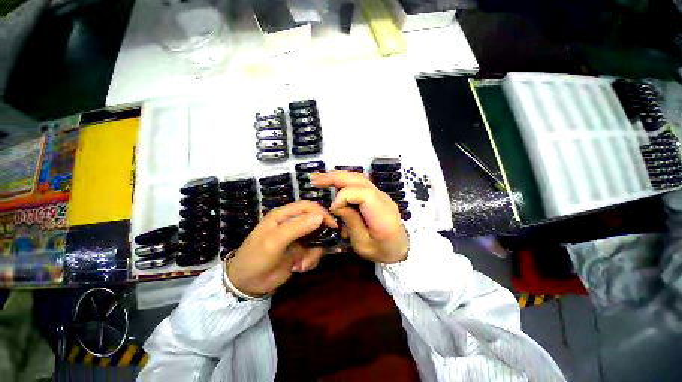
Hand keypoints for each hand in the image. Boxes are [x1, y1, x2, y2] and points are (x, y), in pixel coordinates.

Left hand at [226, 201, 336, 296]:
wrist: (247, 285)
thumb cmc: (256, 258)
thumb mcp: (274, 242)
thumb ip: (296, 227)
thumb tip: (320, 217)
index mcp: (283, 215)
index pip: (307, 207)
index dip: (321, 212)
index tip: (332, 225)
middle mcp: (292, 223)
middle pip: (315, 221)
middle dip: (321, 235)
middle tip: (324, 245)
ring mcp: (297, 237)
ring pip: (317, 238)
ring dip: (314, 252)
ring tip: (302, 264)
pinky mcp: (300, 250)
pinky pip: (314, 251)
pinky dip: (311, 260)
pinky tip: (299, 268)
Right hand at [311, 171, 407, 263]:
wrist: (401, 247)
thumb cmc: (382, 251)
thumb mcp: (363, 245)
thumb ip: (351, 223)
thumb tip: (336, 205)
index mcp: (382, 214)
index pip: (362, 194)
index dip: (344, 197)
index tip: (333, 209)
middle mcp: (383, 199)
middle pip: (359, 180)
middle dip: (335, 177)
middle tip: (315, 179)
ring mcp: (380, 194)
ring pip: (358, 177)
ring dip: (338, 176)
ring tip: (320, 178)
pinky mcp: (376, 194)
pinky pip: (359, 182)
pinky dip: (344, 180)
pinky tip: (333, 183)